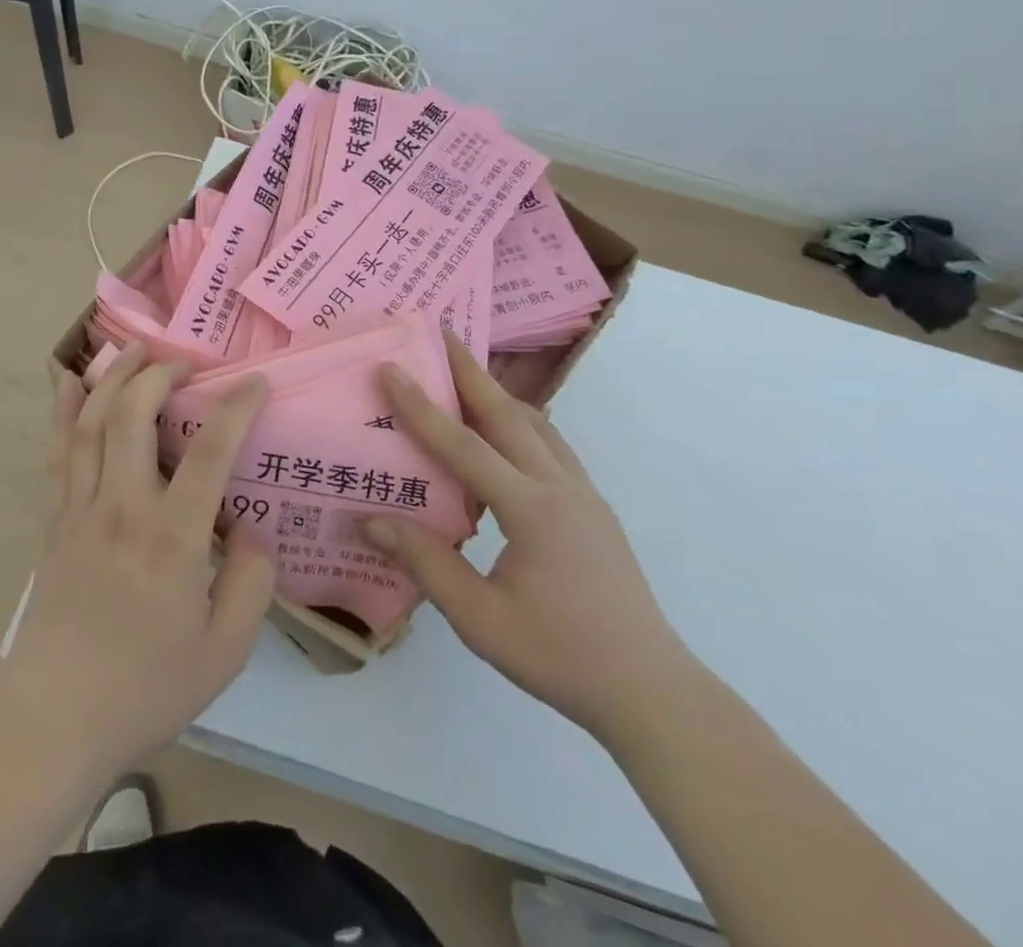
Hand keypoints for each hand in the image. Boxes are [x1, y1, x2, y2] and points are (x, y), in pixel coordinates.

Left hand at [0, 345, 275, 775]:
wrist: (54, 720)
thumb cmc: (146, 687)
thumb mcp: (225, 649)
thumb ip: (252, 582)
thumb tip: (252, 529)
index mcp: (173, 536)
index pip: (210, 451)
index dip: (236, 407)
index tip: (255, 381)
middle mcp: (124, 507)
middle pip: (134, 416)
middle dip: (160, 374)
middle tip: (185, 363)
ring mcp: (81, 509)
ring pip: (91, 423)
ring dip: (113, 377)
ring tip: (134, 349)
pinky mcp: (55, 521)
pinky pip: (59, 452)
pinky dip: (65, 411)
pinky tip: (71, 382)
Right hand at [363, 334, 695, 743]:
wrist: (651, 690)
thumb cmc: (560, 657)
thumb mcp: (481, 620)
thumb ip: (426, 564)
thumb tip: (372, 520)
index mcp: (530, 509)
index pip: (462, 444)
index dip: (421, 405)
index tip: (391, 368)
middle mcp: (559, 486)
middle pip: (507, 413)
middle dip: (471, 371)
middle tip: (442, 333)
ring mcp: (583, 493)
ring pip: (536, 424)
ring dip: (499, 393)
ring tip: (468, 374)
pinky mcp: (594, 507)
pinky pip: (552, 446)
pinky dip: (523, 422)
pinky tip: (508, 433)